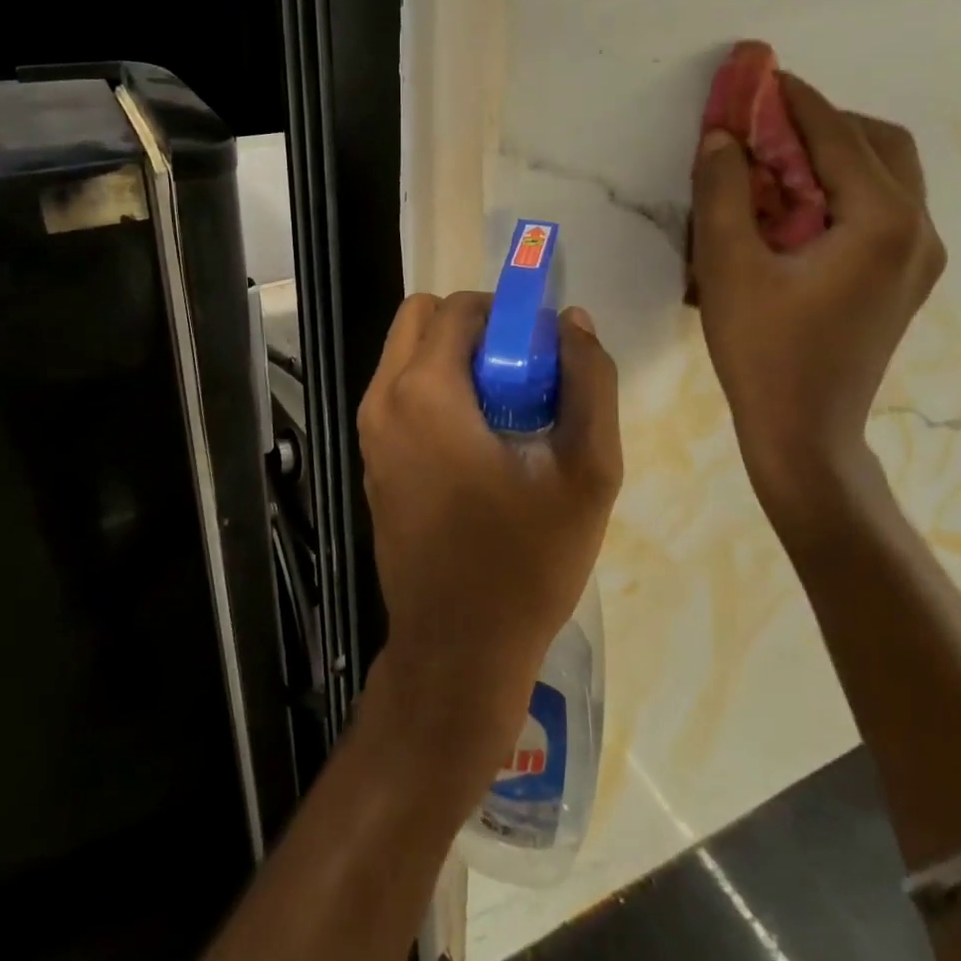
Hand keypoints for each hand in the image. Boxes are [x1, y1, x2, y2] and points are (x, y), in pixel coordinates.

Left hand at [357, 292, 621, 766]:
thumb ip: (590, 383)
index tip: (543, 351)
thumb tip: (574, 322)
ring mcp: (370, 433)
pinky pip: (401, 392)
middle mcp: (383, 400)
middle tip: (523, 372)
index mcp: (425, 392)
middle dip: (475, 327)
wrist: (459, 652)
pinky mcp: (372, 460)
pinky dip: (437, 389)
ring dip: (456, 359)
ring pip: (407, 353)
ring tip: (507, 410)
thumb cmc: (526, 562)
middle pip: (422, 318)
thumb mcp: (588, 471)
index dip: (508, 313)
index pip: (460, 308)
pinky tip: (480, 442)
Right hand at [690, 74, 945, 521]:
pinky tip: (797, 209)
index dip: (793, 99)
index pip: (836, 136)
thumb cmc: (763, 352)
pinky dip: (843, 189)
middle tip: (765, 126)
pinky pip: (882, 208)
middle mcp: (918, 230)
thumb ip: (723, 191)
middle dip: (821, 123)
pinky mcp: (905, 278)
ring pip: (886, 175)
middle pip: (878, 144)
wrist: (805, 433)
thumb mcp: (727, 267)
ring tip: (776, 165)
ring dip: (833, 154)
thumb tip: (722, 135)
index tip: (758, 73)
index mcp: (882, 222)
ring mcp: (920, 257)